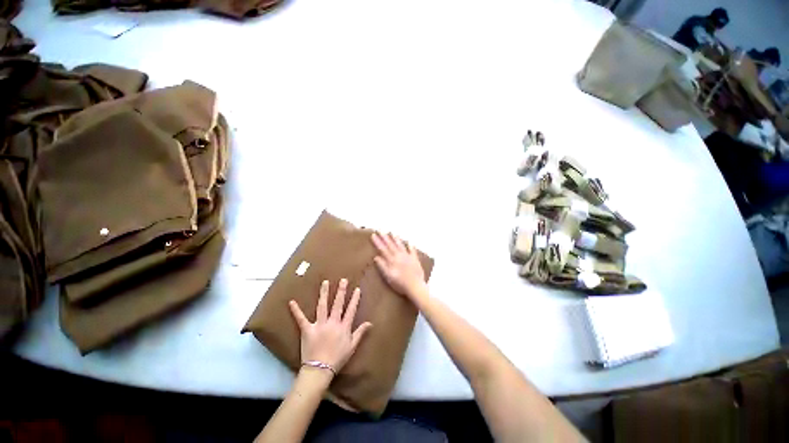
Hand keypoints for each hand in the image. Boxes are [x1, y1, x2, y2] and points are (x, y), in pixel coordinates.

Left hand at [289, 279, 372, 373]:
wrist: (319, 370)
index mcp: (343, 327)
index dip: (354, 299)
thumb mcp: (352, 346)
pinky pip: (301, 319)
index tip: (357, 289)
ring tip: (325, 282)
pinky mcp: (307, 330)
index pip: (351, 310)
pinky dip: (296, 310)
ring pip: (322, 306)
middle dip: (341, 291)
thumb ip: (360, 333)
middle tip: (343, 280)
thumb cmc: (337, 359)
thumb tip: (370, 323)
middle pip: (337, 304)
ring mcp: (319, 325)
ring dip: (324, 293)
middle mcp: (332, 322)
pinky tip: (292, 302)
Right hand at [371, 232, 426, 298]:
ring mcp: (407, 257)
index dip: (378, 242)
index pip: (383, 249)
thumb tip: (376, 257)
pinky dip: (410, 246)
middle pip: (391, 245)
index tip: (373, 235)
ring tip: (392, 233)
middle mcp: (399, 256)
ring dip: (396, 239)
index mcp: (392, 260)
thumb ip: (382, 266)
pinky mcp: (415, 259)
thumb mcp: (388, 277)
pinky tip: (409, 242)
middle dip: (385, 237)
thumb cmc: (400, 284)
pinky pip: (412, 251)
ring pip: (400, 246)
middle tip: (380, 230)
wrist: (415, 286)